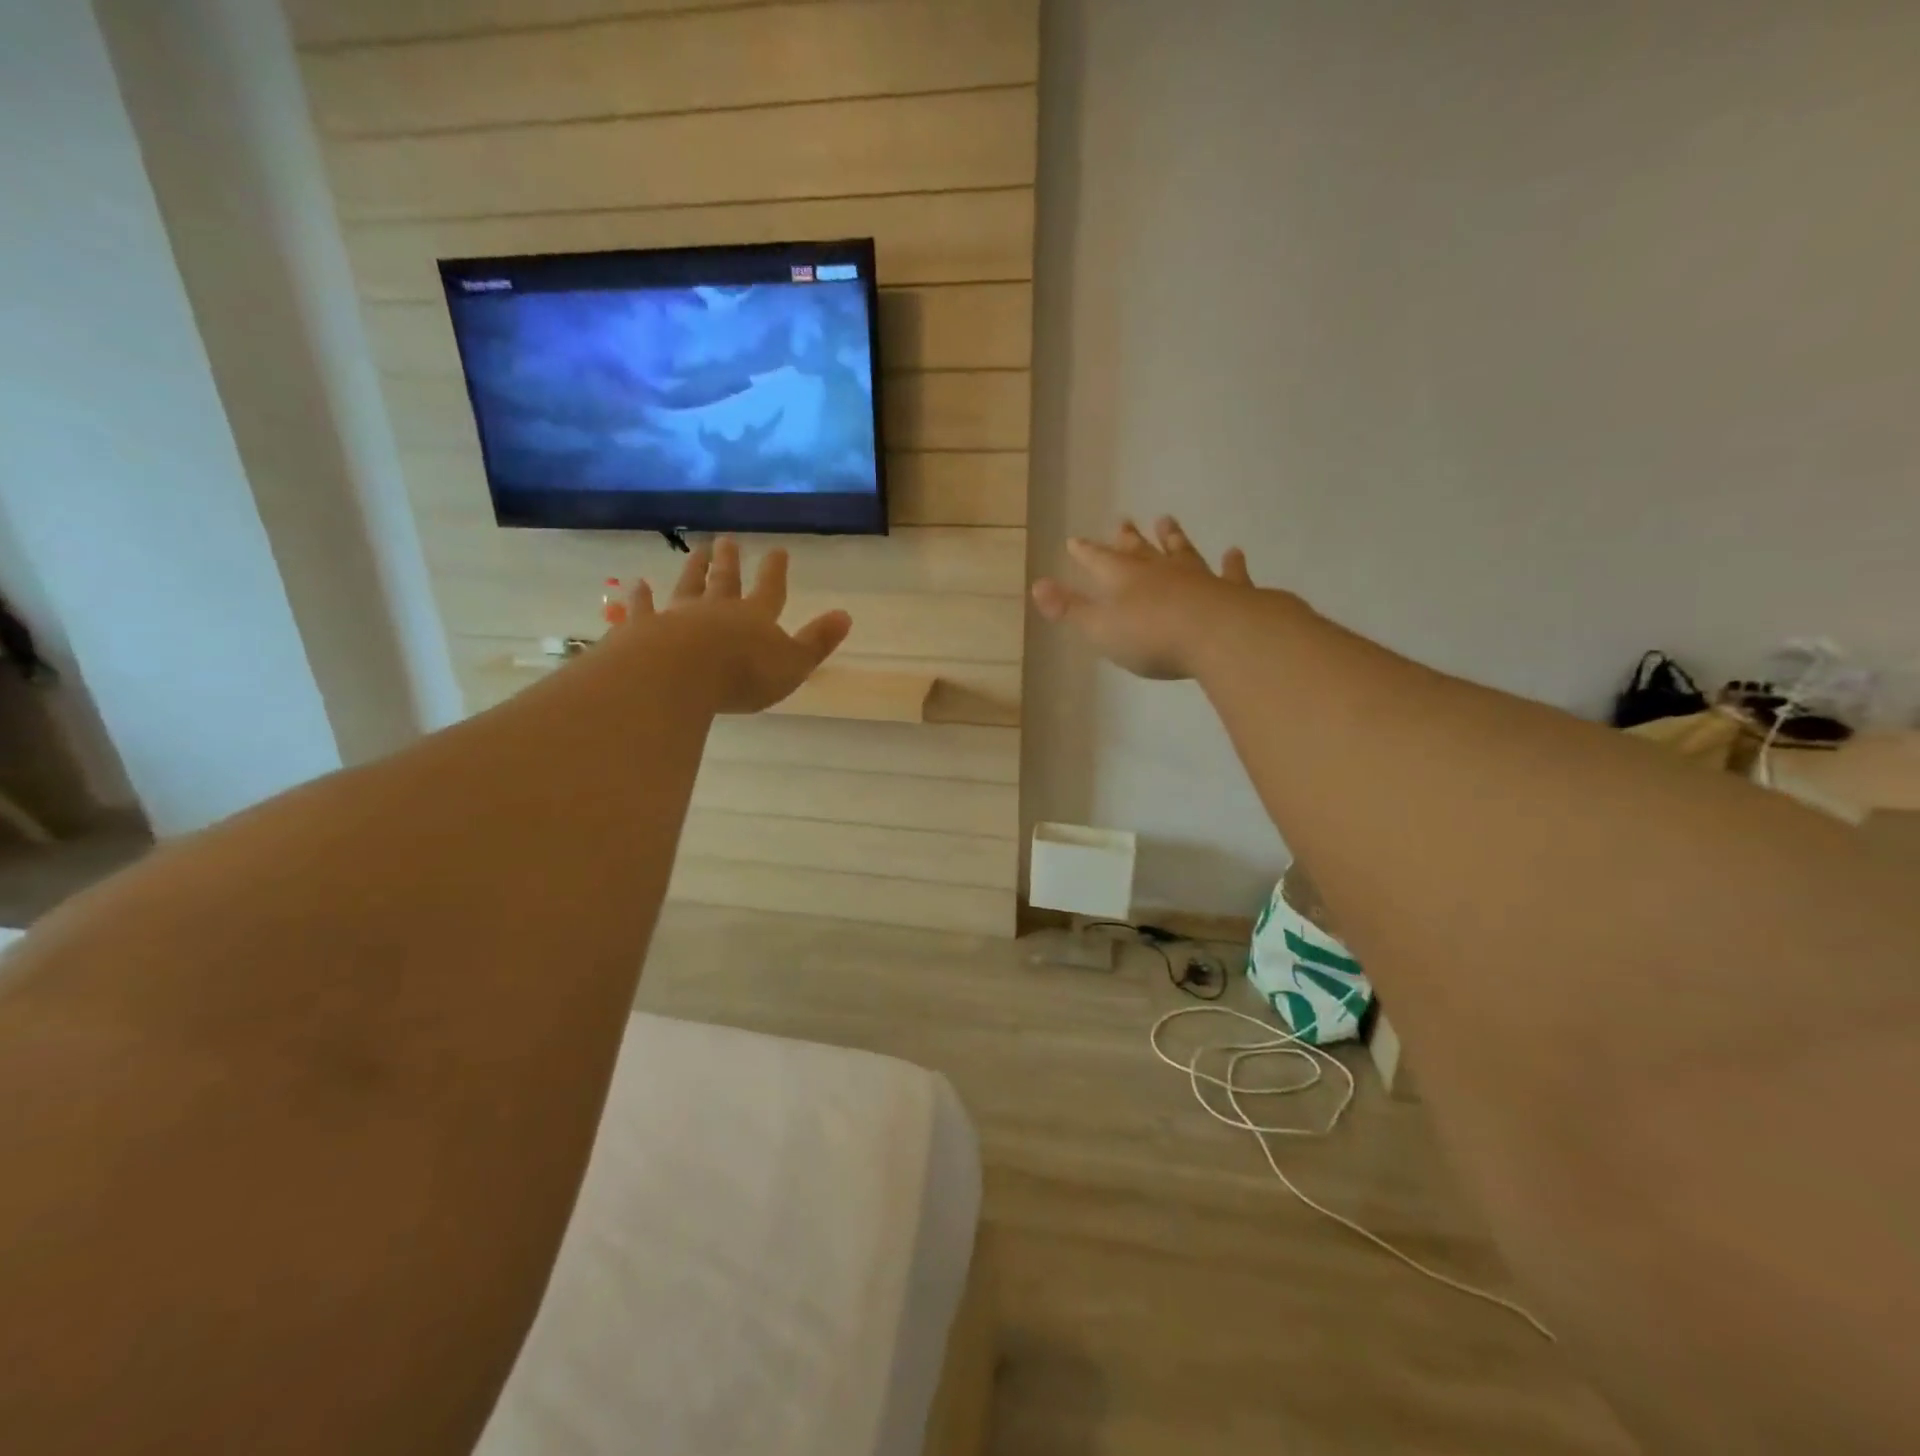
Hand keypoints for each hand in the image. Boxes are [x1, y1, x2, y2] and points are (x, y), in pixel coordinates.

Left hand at [626, 537, 851, 713]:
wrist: (679, 675)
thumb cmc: (743, 674)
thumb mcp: (793, 664)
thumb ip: (817, 642)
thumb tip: (845, 615)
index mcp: (755, 618)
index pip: (770, 590)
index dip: (775, 571)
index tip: (778, 550)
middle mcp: (716, 610)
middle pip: (725, 582)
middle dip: (729, 562)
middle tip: (727, 540)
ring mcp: (678, 617)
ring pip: (687, 587)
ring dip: (692, 570)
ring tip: (695, 552)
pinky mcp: (644, 630)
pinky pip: (643, 610)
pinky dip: (640, 598)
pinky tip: (636, 586)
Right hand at [1032, 516, 1255, 679]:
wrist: (1217, 635)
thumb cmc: (1151, 637)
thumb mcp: (1099, 628)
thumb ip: (1069, 608)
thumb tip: (1037, 584)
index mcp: (1123, 579)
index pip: (1098, 561)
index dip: (1085, 552)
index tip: (1075, 540)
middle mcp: (1159, 571)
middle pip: (1139, 550)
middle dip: (1127, 538)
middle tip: (1122, 520)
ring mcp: (1197, 578)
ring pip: (1181, 552)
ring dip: (1173, 538)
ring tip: (1166, 520)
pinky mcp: (1230, 591)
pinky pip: (1230, 573)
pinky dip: (1232, 564)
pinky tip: (1234, 553)